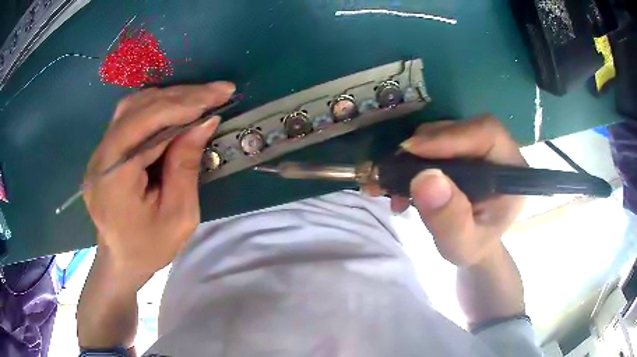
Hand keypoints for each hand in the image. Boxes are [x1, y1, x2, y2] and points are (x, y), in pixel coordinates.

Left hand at [83, 82, 234, 283]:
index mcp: (114, 179)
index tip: (218, 98)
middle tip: (218, 91)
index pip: (146, 125)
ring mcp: (99, 152)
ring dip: (169, 97)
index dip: (183, 106)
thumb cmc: (150, 247)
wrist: (120, 259)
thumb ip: (186, 166)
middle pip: (139, 108)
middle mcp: (101, 158)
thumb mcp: (179, 216)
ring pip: (133, 106)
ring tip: (200, 97)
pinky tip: (176, 108)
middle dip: (181, 96)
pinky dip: (156, 106)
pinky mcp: (105, 150)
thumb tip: (204, 121)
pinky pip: (130, 116)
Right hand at [394, 115, 526, 266]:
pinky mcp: (461, 149)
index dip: (451, 135)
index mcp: (512, 172)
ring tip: (395, 184)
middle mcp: (498, 151)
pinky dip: (412, 158)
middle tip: (396, 169)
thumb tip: (426, 178)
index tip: (413, 150)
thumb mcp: (462, 245)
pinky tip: (400, 181)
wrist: (471, 245)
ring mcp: (478, 147)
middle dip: (426, 146)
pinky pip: (434, 140)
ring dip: (414, 154)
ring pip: (444, 131)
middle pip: (462, 128)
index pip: (487, 134)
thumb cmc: (473, 247)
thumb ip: (450, 219)